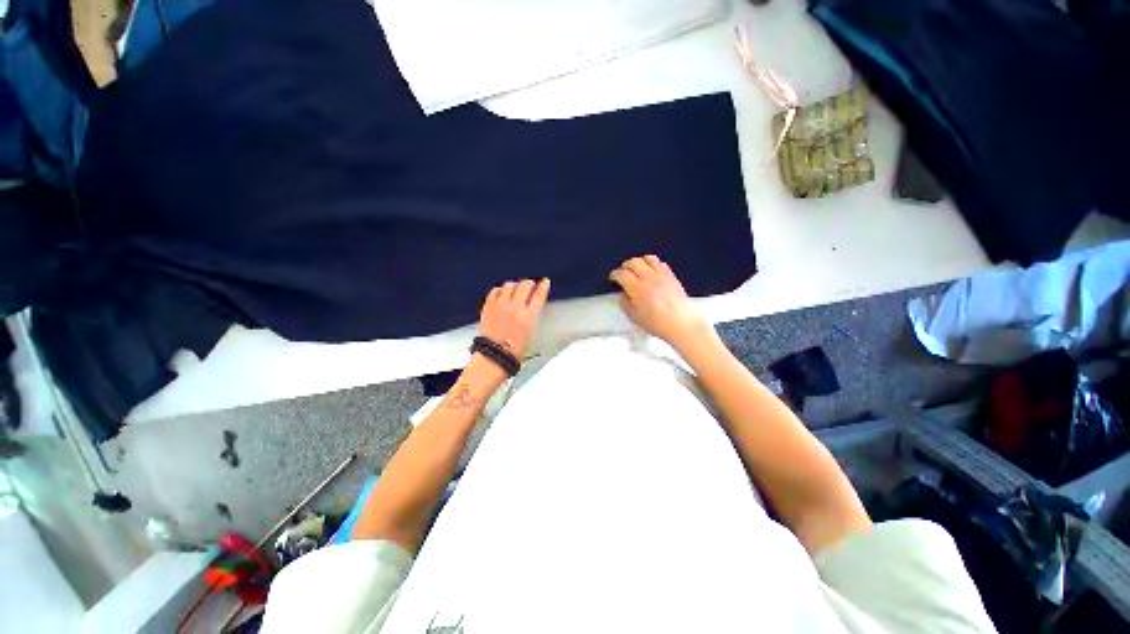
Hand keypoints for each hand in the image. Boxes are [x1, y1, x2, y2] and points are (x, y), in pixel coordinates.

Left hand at [478, 278, 550, 357]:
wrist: (493, 356)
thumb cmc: (514, 350)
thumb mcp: (531, 332)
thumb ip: (532, 315)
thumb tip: (533, 304)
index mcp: (529, 317)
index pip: (539, 295)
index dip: (543, 286)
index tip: (545, 282)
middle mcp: (515, 308)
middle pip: (525, 285)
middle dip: (529, 283)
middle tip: (530, 285)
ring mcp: (500, 305)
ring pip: (510, 285)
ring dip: (515, 285)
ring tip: (516, 289)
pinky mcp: (488, 306)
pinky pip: (495, 290)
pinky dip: (501, 290)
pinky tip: (503, 293)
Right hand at [610, 255, 713, 350]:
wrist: (682, 324)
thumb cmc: (658, 323)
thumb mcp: (635, 318)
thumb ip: (625, 304)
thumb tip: (622, 296)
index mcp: (637, 289)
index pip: (622, 274)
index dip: (614, 274)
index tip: (613, 278)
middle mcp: (648, 278)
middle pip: (633, 262)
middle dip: (625, 266)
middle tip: (623, 272)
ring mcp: (661, 275)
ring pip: (647, 258)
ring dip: (639, 262)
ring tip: (637, 269)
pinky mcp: (671, 276)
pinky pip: (660, 263)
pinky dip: (653, 264)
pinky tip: (652, 271)